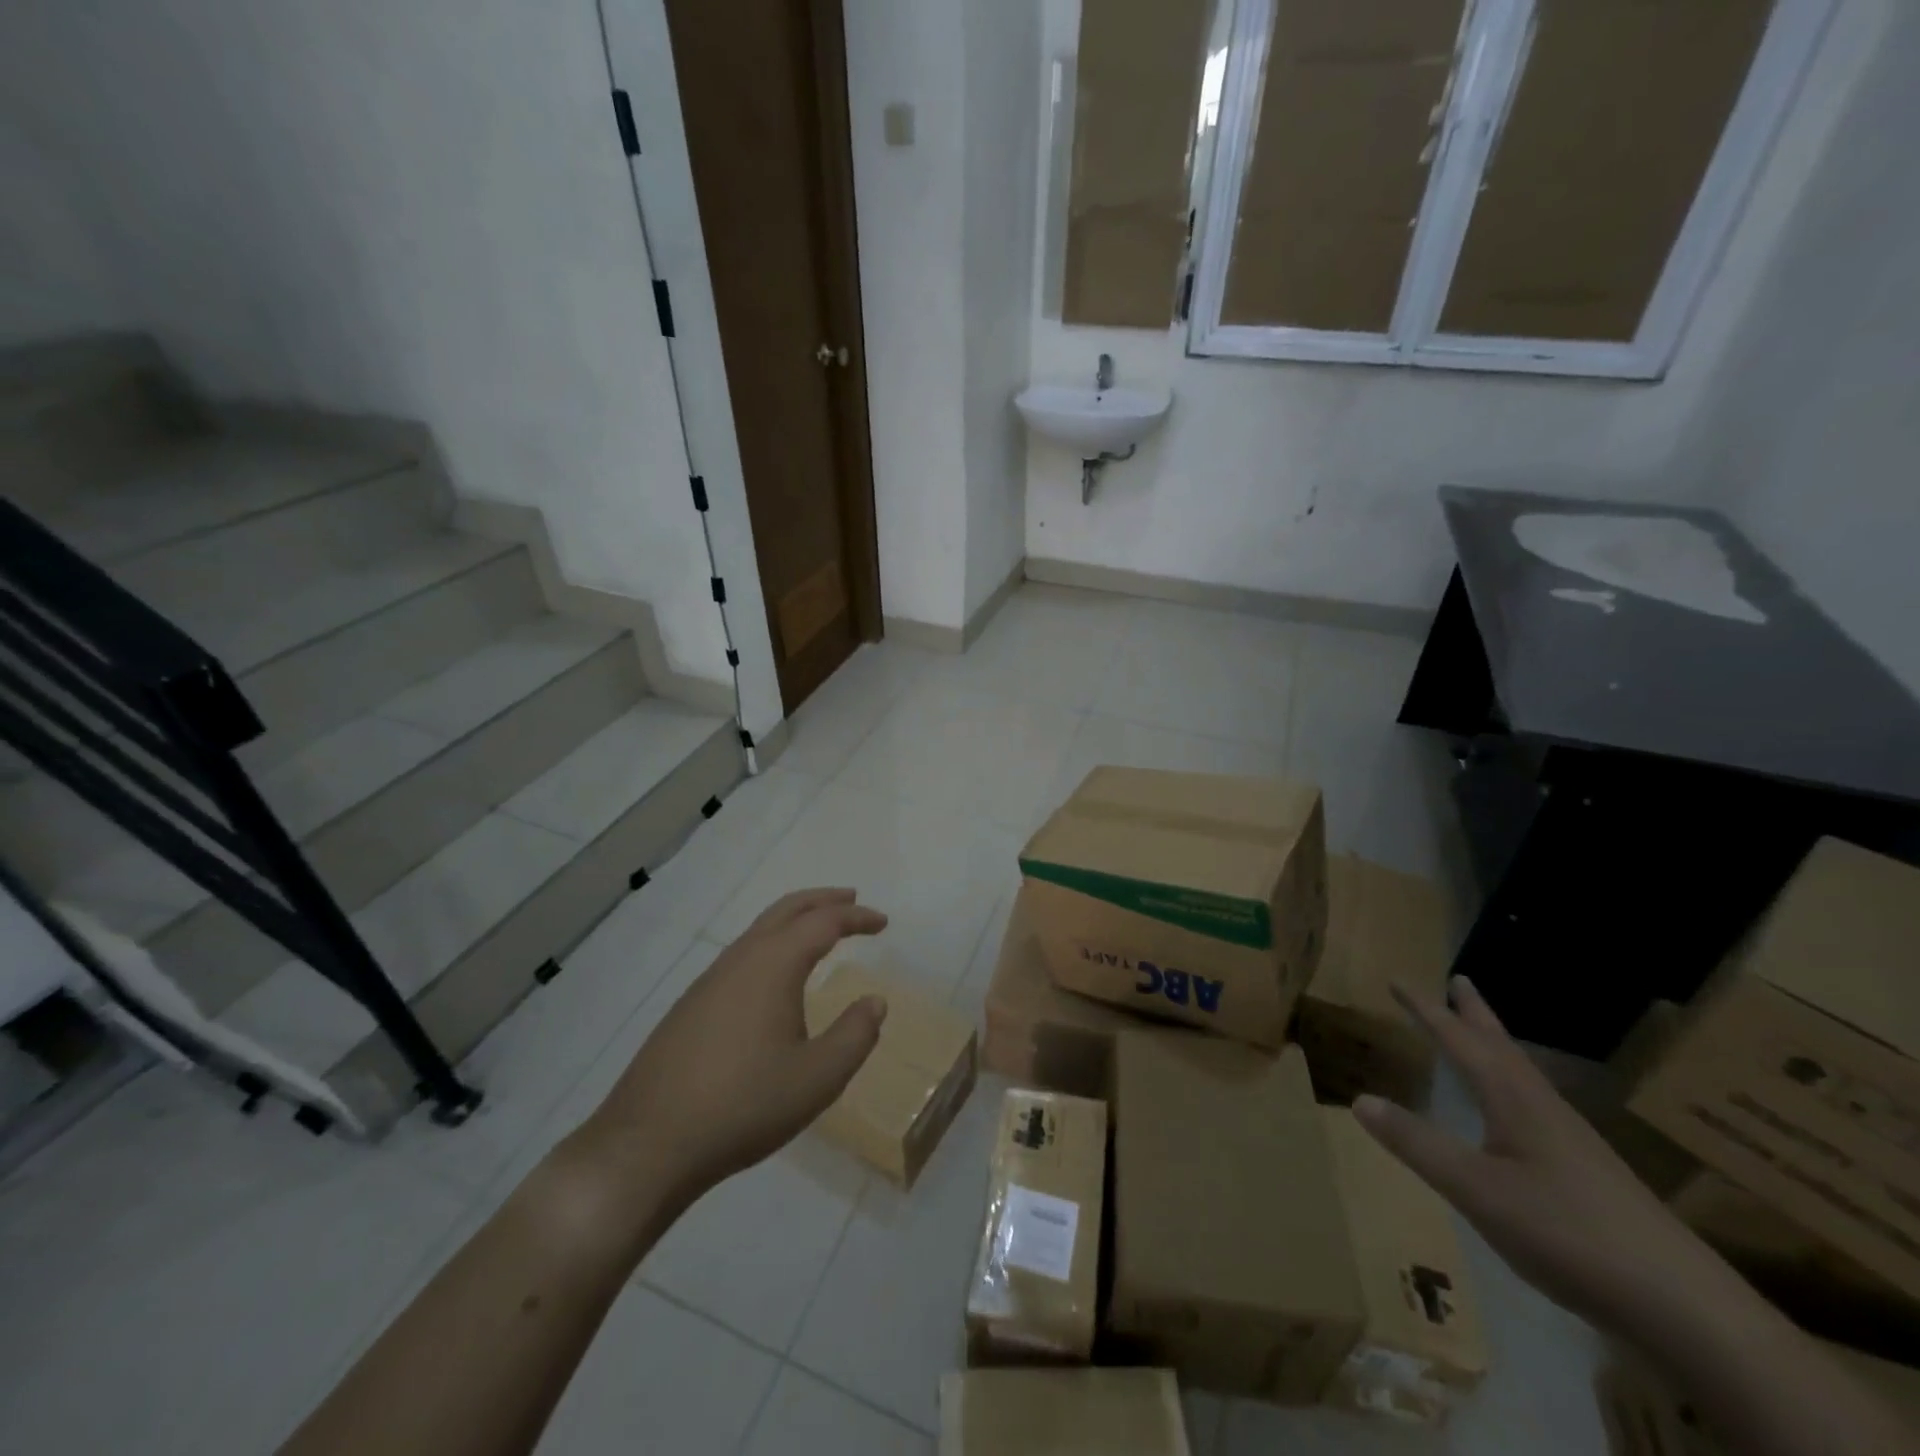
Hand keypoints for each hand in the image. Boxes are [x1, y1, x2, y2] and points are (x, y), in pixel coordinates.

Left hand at [572, 888, 888, 1213]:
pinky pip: (741, 956)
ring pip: (759, 931)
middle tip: (852, 900)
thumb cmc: (743, 1105)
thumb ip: (855, 1036)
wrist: (647, 1144)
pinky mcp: (690, 1006)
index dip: (857, 917)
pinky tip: (775, 980)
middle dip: (822, 901)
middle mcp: (740, 959)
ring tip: (818, 934)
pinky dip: (771, 946)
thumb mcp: (817, 1078)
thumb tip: (875, 1001)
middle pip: (786, 910)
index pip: (823, 922)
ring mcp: (709, 981)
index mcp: (773, 965)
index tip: (883, 922)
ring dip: (793, 921)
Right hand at [1353, 978, 1728, 1335]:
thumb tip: (1359, 1099)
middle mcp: (1543, 1108)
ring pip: (1523, 1076)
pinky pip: (1536, 1106)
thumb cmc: (1568, 1233)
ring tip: (1480, 1036)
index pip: (1459, 1040)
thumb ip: (1417, 1144)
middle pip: (1502, 1047)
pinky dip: (1512, 1086)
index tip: (1398, 980)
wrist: (1686, 1308)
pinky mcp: (1589, 1173)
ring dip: (1496, 1047)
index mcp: (1513, 1099)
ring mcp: (1571, 1141)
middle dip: (1474, 1013)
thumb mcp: (1476, 1190)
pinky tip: (1514, 1114)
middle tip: (1459, 980)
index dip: (1425, 1010)